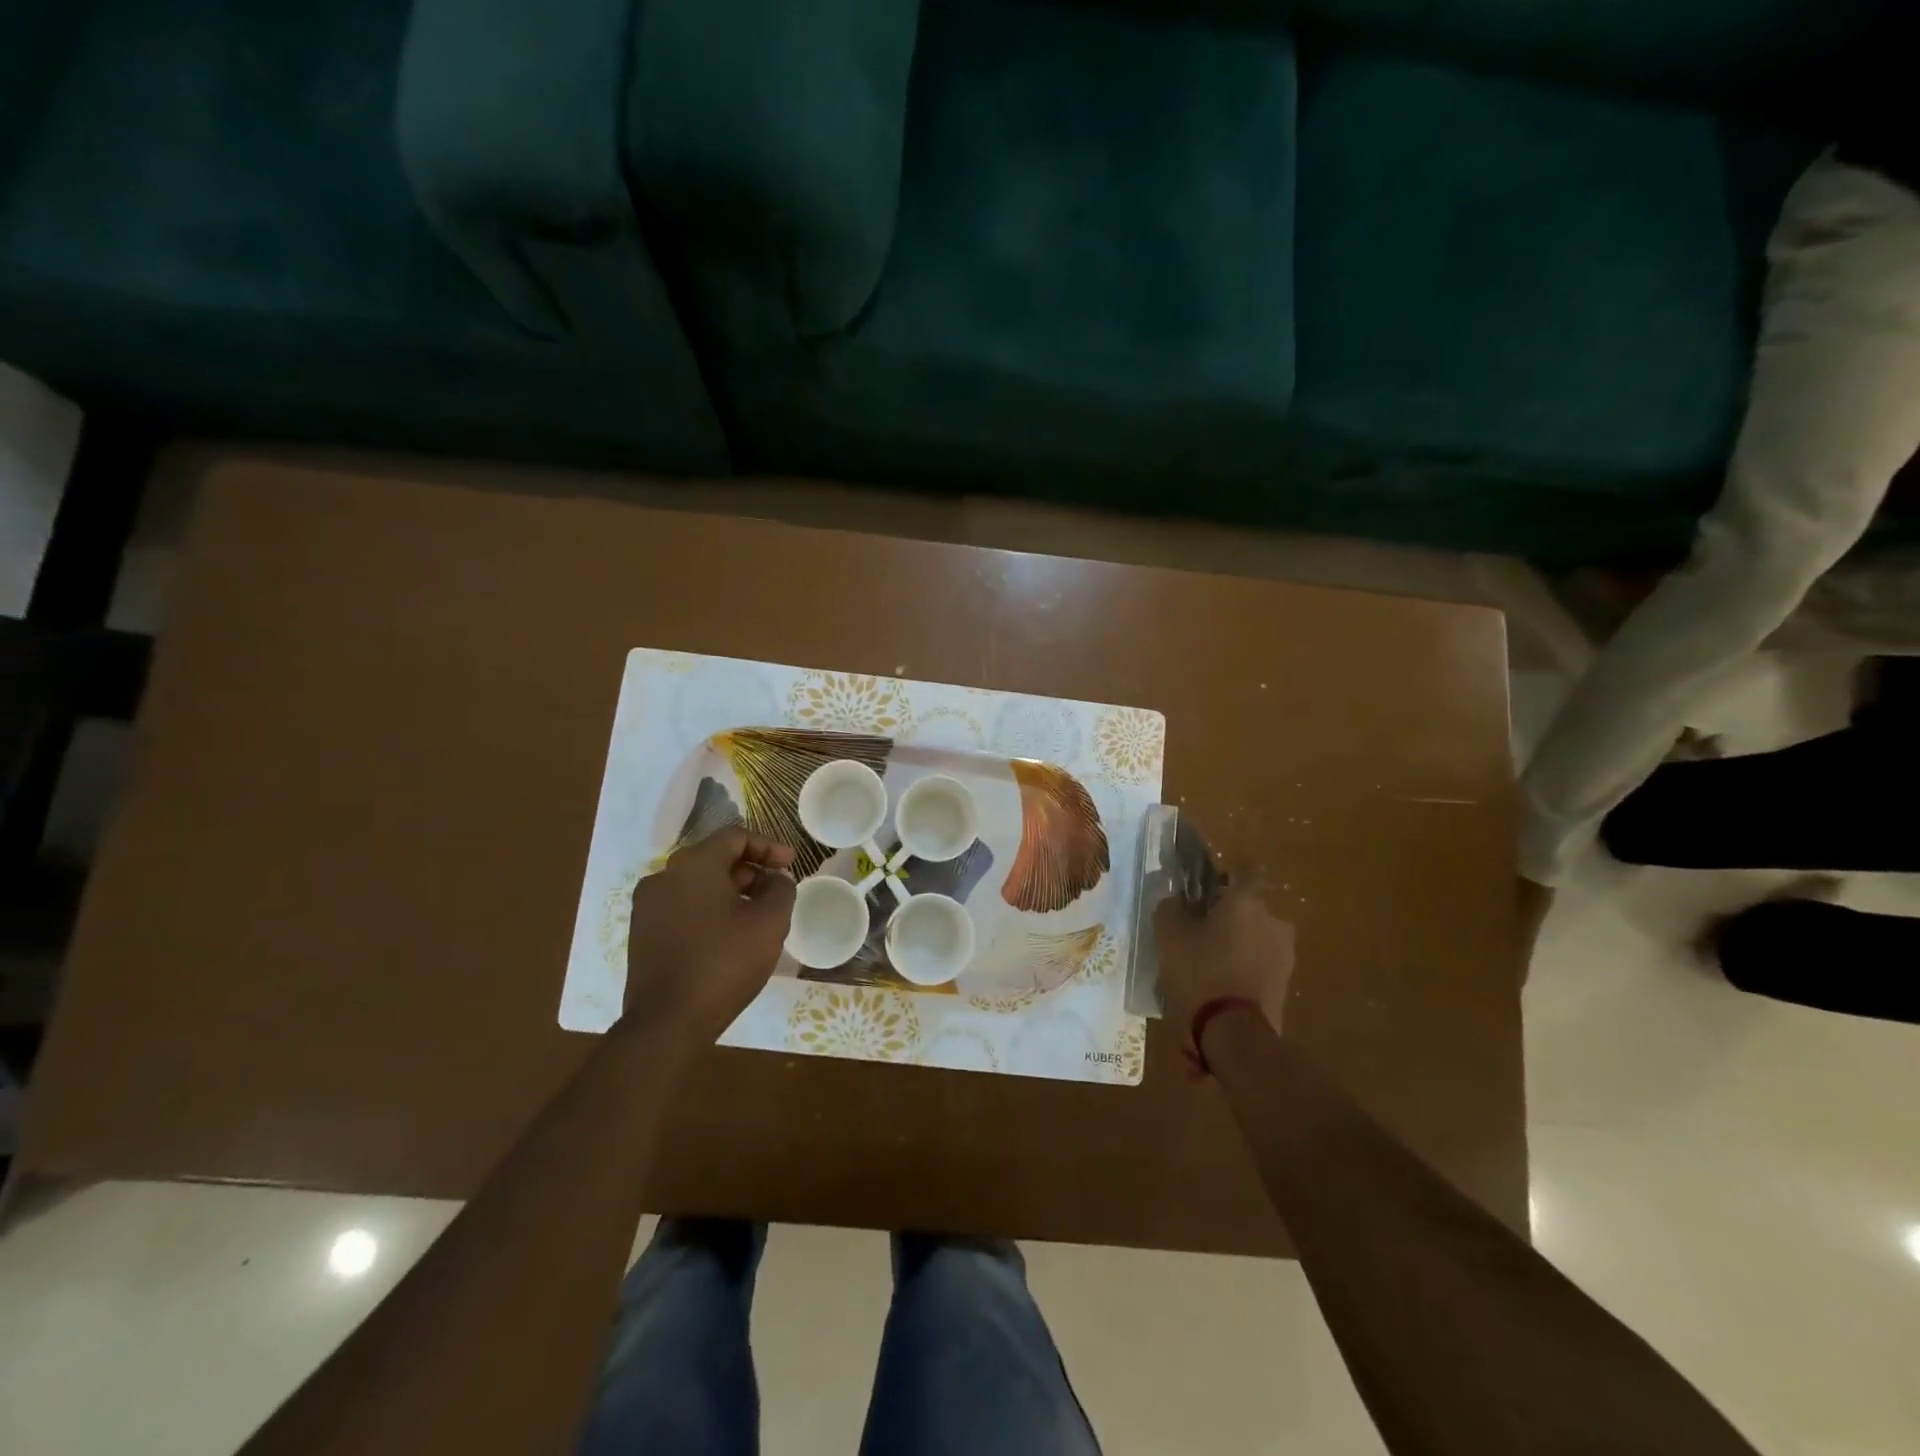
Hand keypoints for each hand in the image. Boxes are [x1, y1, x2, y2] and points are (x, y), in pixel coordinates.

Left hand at [623, 826, 795, 1047]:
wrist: (667, 1023)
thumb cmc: (724, 963)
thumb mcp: (769, 922)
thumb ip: (781, 889)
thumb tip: (776, 878)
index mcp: (693, 864)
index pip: (735, 837)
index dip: (768, 846)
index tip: (791, 864)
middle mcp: (664, 876)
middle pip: (715, 858)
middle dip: (751, 870)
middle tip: (777, 892)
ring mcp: (648, 906)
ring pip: (698, 884)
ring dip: (731, 891)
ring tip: (757, 916)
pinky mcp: (642, 933)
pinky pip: (683, 906)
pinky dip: (709, 909)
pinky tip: (729, 935)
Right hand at [1155, 887, 1295, 1060]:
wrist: (1235, 1034)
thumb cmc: (1200, 973)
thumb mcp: (1168, 937)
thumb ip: (1170, 909)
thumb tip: (1174, 900)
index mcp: (1246, 902)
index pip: (1246, 872)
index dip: (1228, 876)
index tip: (1209, 887)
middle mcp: (1273, 921)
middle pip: (1250, 908)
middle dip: (1230, 916)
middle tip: (1201, 931)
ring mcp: (1284, 954)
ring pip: (1256, 938)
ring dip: (1239, 944)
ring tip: (1210, 963)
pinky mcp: (1286, 984)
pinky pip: (1261, 965)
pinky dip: (1245, 968)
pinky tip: (1222, 985)